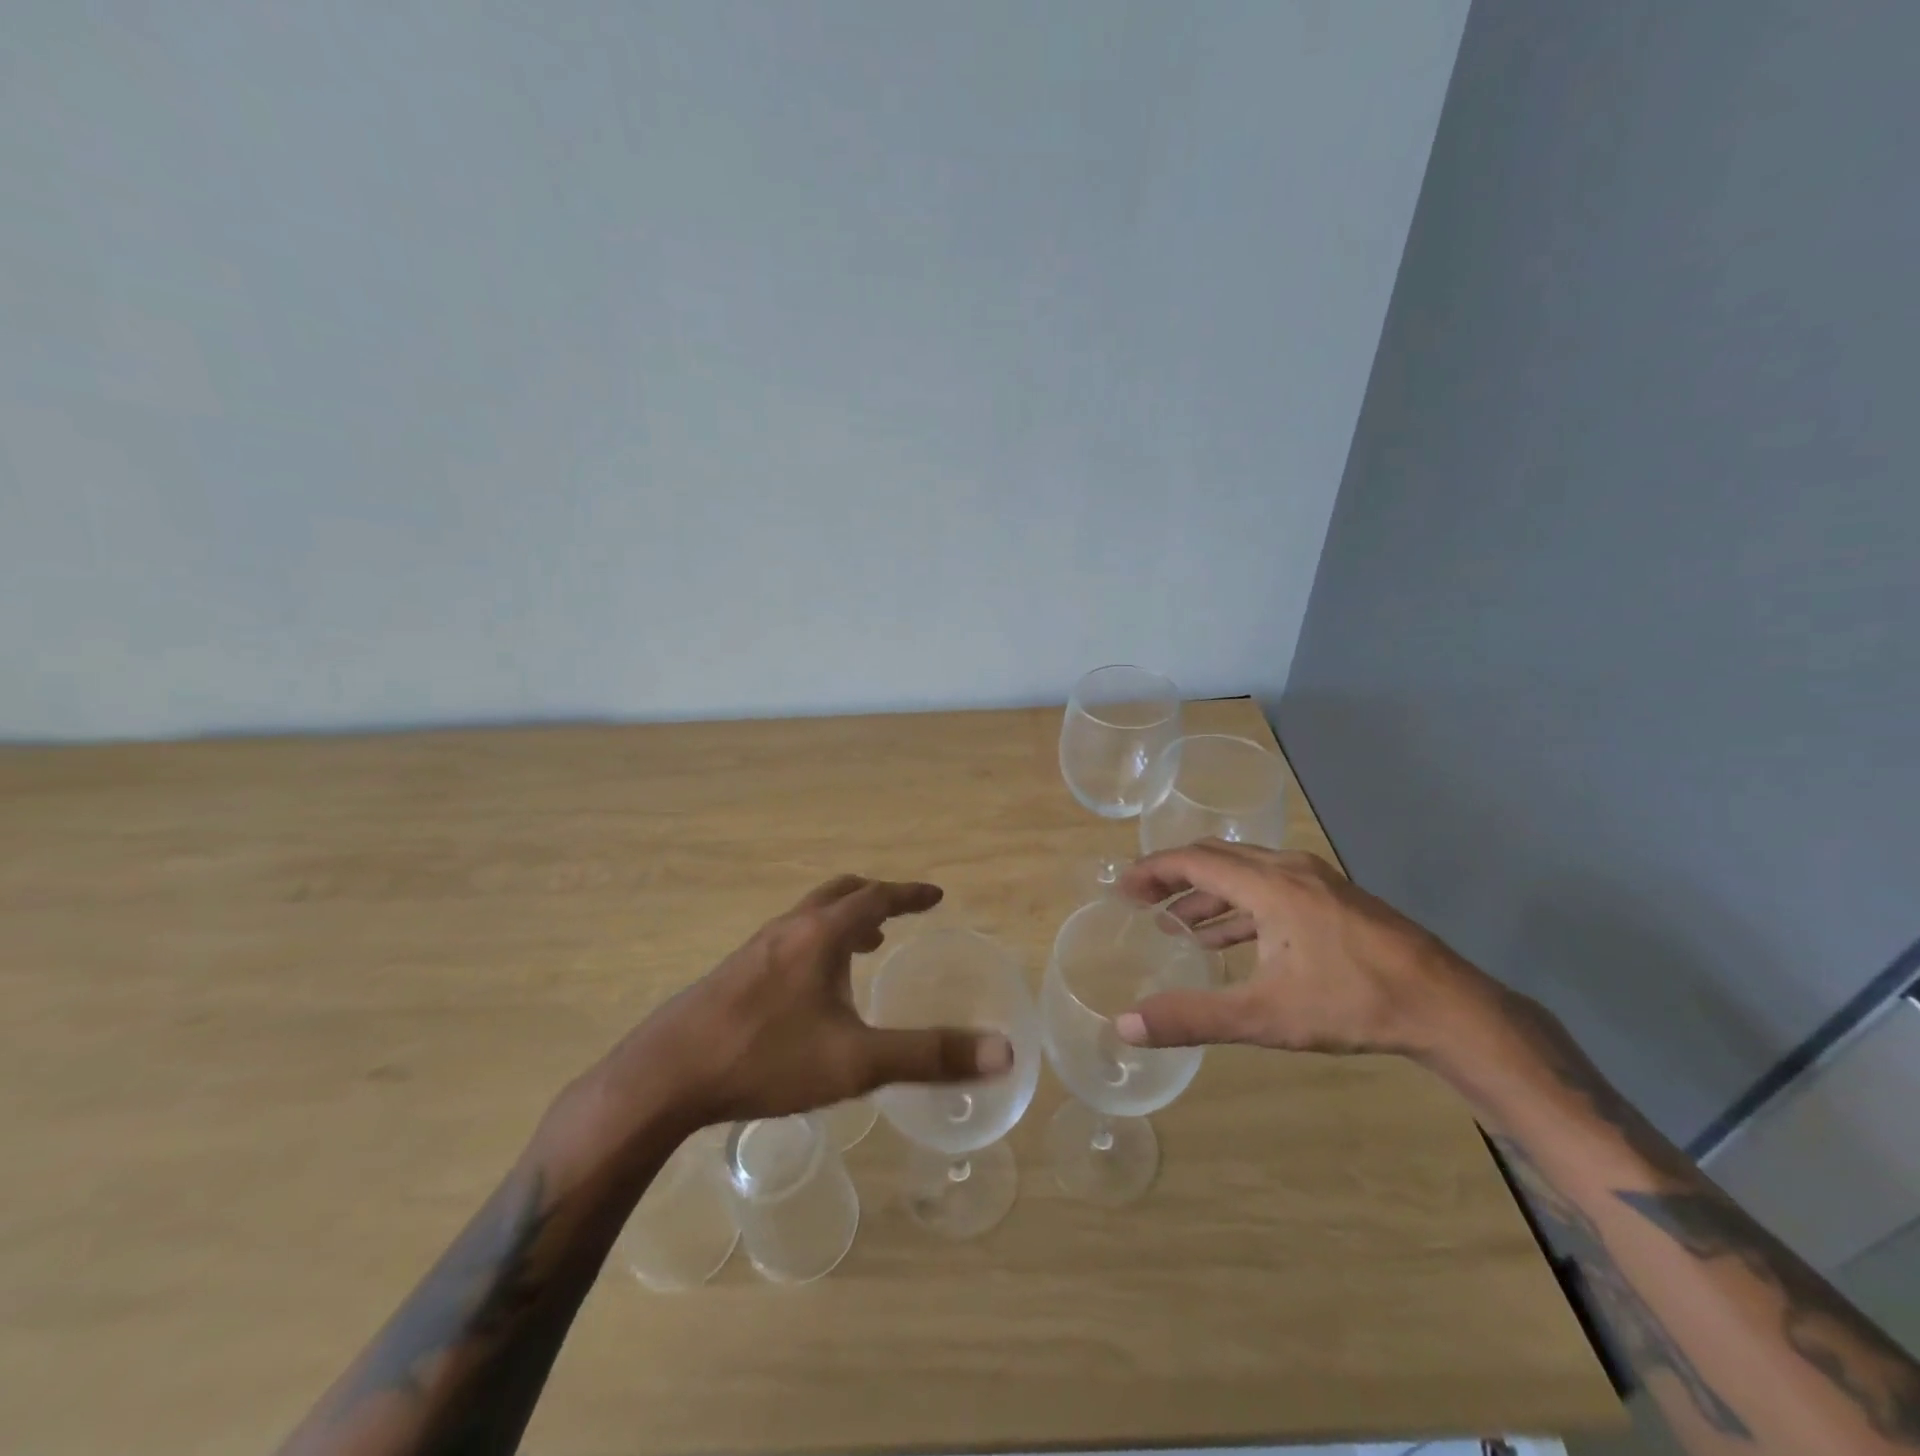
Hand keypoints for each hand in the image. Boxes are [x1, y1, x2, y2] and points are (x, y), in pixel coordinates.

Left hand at [593, 875, 1012, 1134]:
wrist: (665, 1076)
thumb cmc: (766, 1058)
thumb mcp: (856, 1061)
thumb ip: (929, 1055)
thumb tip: (1002, 1050)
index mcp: (821, 935)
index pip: (875, 897)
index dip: (909, 894)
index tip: (936, 896)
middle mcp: (789, 929)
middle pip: (839, 893)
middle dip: (875, 898)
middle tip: (901, 913)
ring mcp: (756, 949)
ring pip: (810, 917)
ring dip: (844, 922)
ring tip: (865, 948)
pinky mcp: (734, 973)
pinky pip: (789, 941)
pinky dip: (817, 944)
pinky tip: (812, 990)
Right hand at [1113, 841, 1492, 1057]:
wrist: (1450, 1007)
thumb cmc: (1352, 1002)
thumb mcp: (1265, 1016)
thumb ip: (1192, 1018)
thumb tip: (1124, 1026)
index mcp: (1268, 884)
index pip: (1193, 861)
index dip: (1152, 871)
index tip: (1121, 888)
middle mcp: (1289, 869)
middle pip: (1217, 858)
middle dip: (1175, 877)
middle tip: (1141, 901)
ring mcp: (1317, 882)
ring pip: (1246, 874)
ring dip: (1207, 895)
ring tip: (1177, 924)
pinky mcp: (1335, 900)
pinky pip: (1271, 889)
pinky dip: (1239, 907)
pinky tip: (1231, 939)